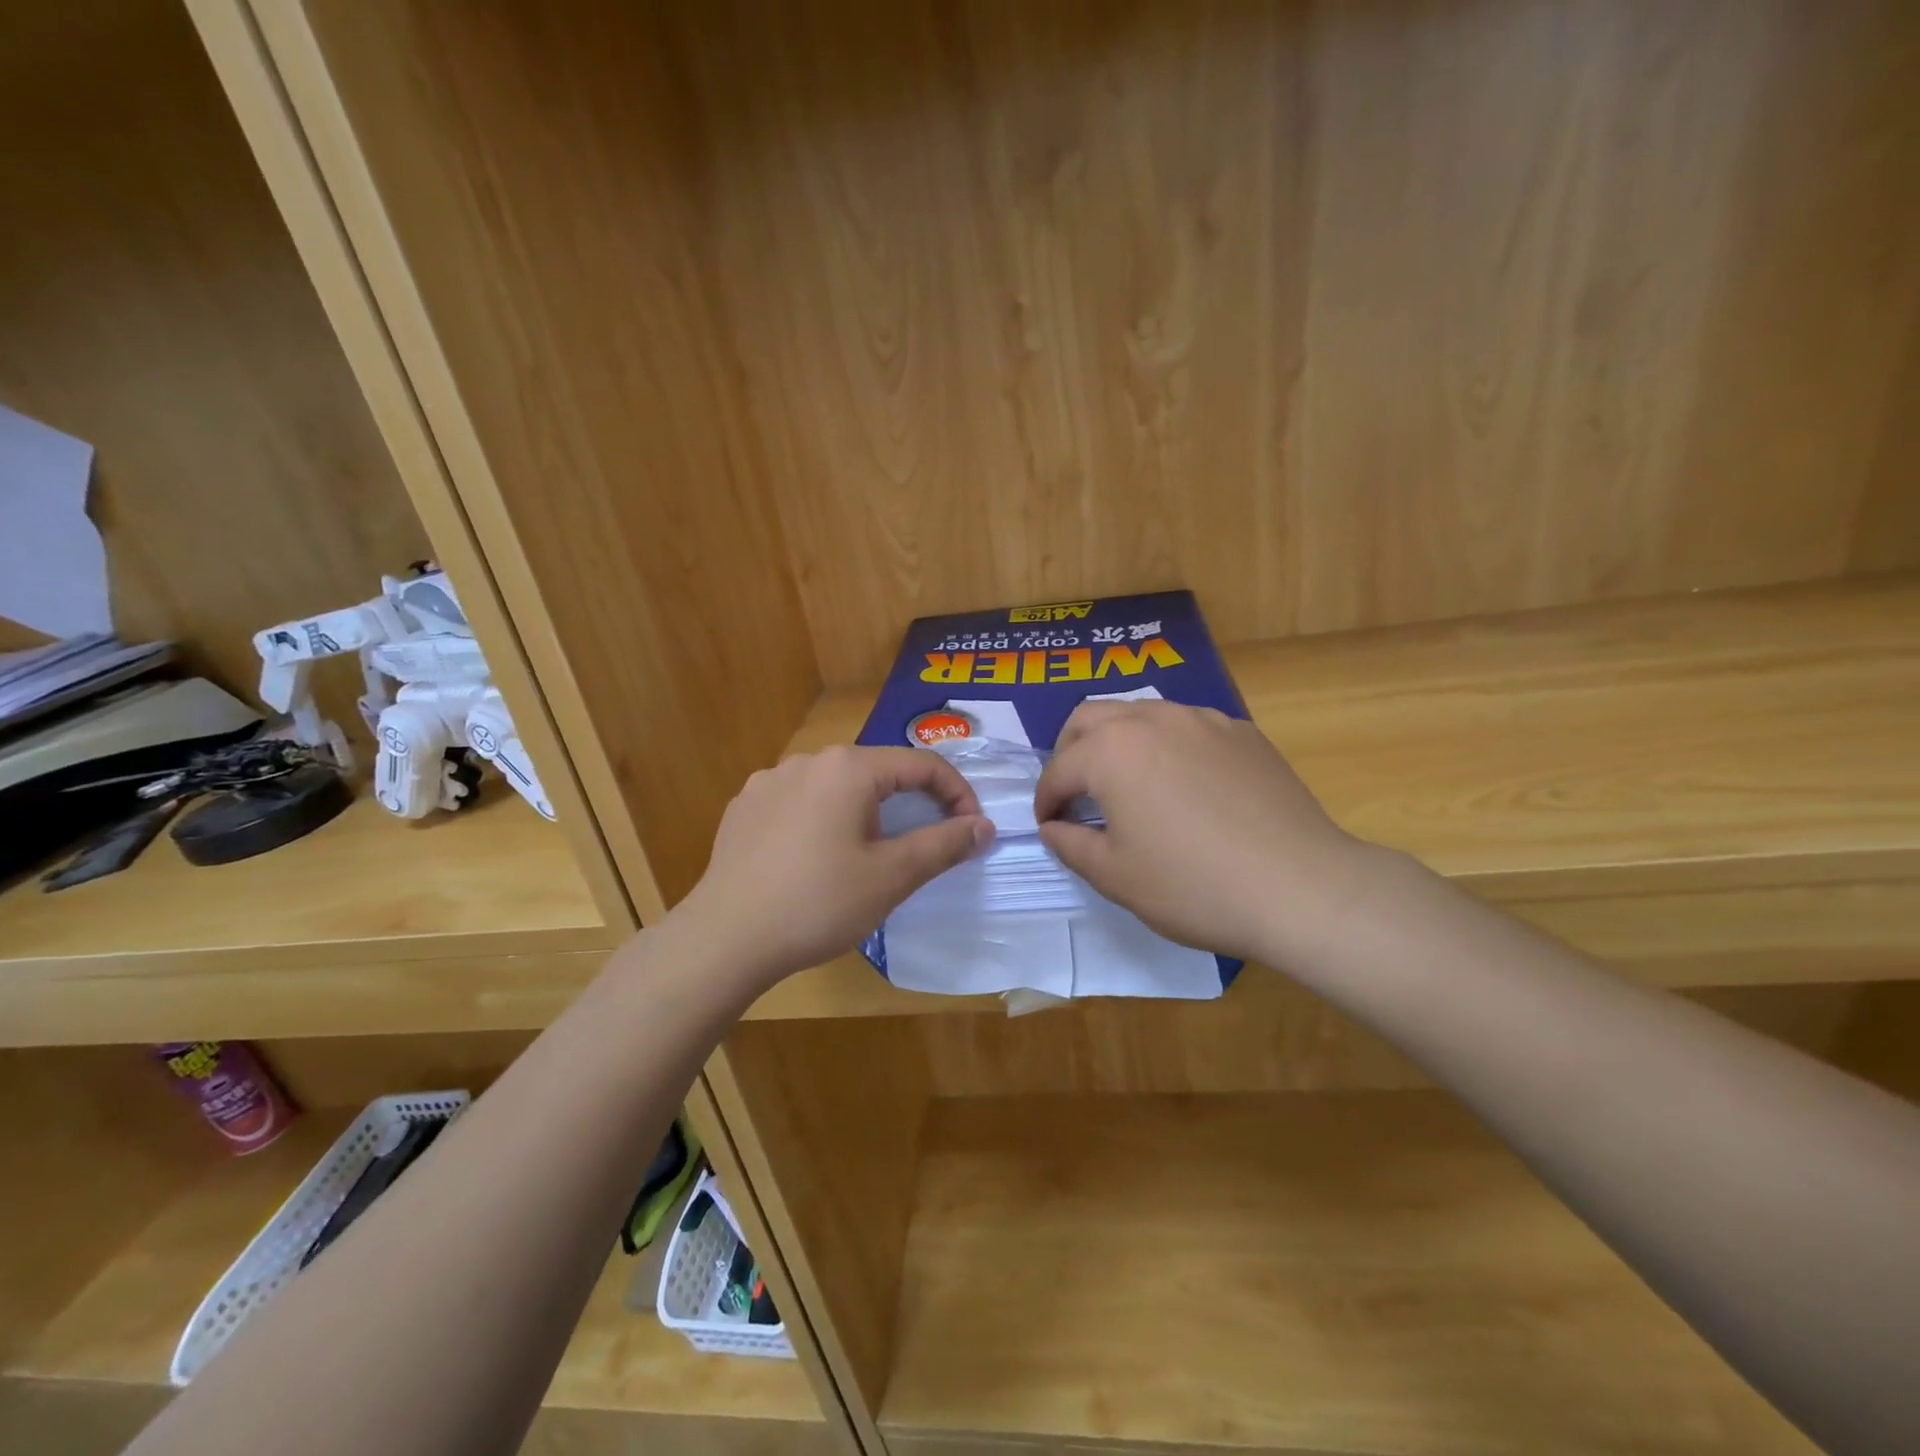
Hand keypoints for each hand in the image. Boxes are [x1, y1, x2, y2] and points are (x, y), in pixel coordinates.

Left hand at [676, 746, 994, 989]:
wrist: (724, 938)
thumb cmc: (818, 903)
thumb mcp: (892, 876)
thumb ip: (944, 844)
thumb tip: (984, 827)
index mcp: (849, 768)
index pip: (922, 765)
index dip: (957, 795)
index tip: (972, 831)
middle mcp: (808, 760)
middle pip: (878, 772)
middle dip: (912, 803)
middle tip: (926, 844)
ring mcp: (769, 781)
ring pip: (837, 787)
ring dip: (867, 812)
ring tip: (869, 854)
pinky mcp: (744, 807)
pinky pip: (801, 802)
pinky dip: (824, 820)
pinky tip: (817, 858)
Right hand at [1033, 700, 1371, 962]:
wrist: (1300, 886)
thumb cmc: (1193, 885)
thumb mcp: (1115, 876)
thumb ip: (1070, 845)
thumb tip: (1053, 828)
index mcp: (1111, 750)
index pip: (1059, 768)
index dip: (1046, 799)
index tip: (1048, 824)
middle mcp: (1151, 719)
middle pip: (1090, 718)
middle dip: (1070, 751)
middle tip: (1075, 792)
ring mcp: (1202, 719)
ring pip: (1139, 713)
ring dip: (1116, 741)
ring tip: (1125, 783)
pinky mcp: (1241, 732)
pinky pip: (1186, 725)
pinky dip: (1165, 745)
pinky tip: (1182, 784)